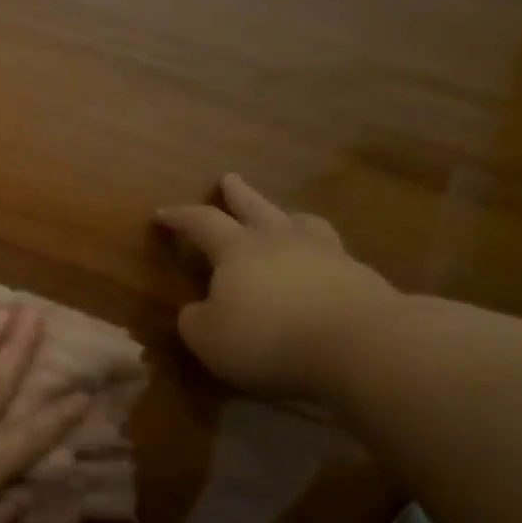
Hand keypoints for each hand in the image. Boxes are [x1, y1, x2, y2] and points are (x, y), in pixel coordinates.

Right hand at [156, 173, 398, 399]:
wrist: (357, 344)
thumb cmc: (267, 338)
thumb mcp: (208, 338)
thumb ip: (195, 320)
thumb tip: (196, 309)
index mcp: (237, 250)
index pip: (202, 223)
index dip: (181, 217)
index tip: (162, 213)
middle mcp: (279, 240)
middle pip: (255, 207)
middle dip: (238, 193)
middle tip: (229, 178)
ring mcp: (325, 253)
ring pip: (301, 223)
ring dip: (286, 216)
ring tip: (284, 216)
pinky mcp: (359, 275)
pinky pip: (332, 253)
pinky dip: (319, 254)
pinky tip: (320, 264)